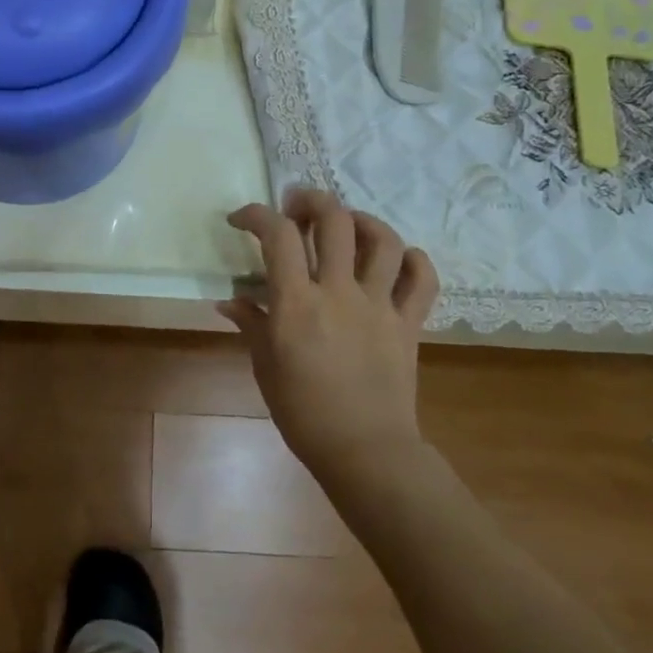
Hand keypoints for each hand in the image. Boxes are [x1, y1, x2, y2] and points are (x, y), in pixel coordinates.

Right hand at [221, 189, 438, 489]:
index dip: (257, 214)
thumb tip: (229, 300)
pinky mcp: (409, 322)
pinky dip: (413, 260)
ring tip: (347, 224)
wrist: (364, 452)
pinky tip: (396, 260)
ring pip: (383, 240)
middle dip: (312, 200)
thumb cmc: (303, 412)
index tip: (242, 219)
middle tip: (298, 207)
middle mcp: (340, 293)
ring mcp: (380, 305)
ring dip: (362, 220)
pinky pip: (423, 279)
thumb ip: (251, 323)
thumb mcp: (265, 365)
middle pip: (335, 220)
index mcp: (298, 304)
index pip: (278, 235)